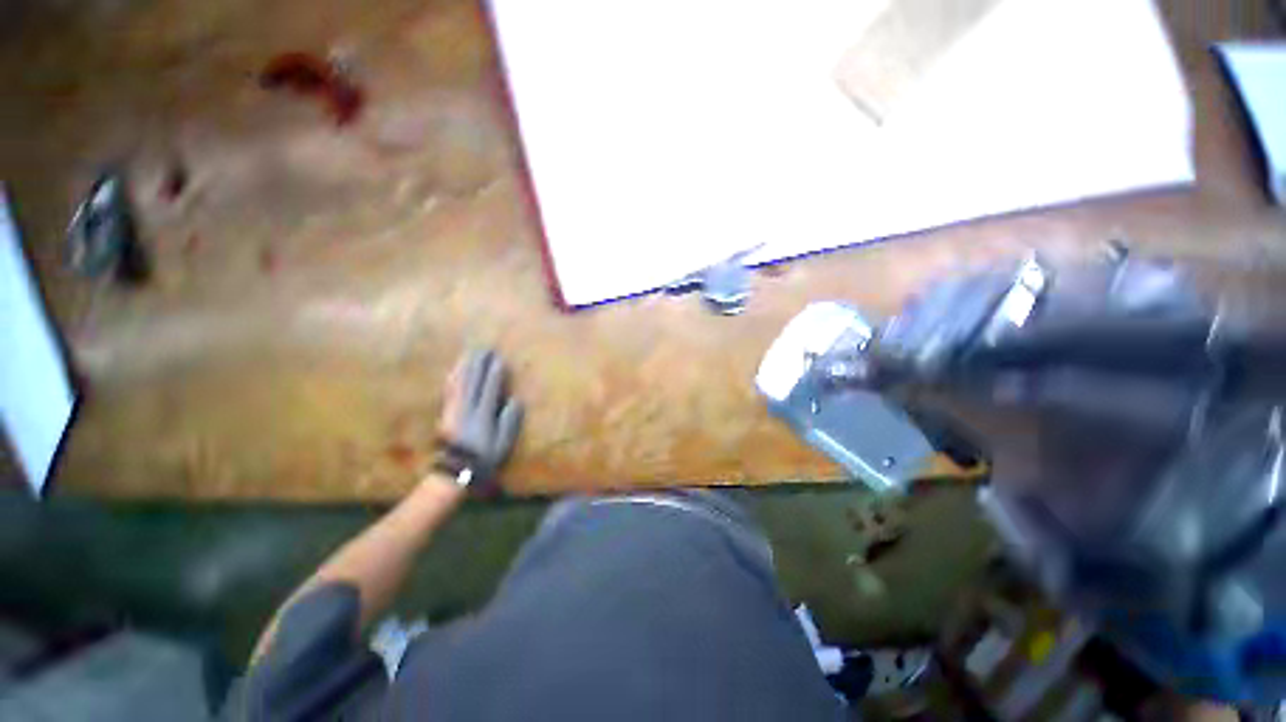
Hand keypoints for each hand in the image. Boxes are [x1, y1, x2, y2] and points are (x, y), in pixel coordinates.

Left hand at [435, 349, 524, 485]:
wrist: (456, 469)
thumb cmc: (485, 456)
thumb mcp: (503, 441)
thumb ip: (510, 420)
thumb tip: (516, 400)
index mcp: (483, 414)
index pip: (489, 389)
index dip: (494, 374)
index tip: (498, 359)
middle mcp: (467, 408)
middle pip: (473, 381)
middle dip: (479, 364)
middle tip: (484, 349)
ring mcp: (454, 409)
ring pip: (459, 383)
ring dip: (465, 366)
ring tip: (470, 353)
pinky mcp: (446, 412)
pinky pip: (449, 390)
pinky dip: (453, 377)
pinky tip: (454, 370)